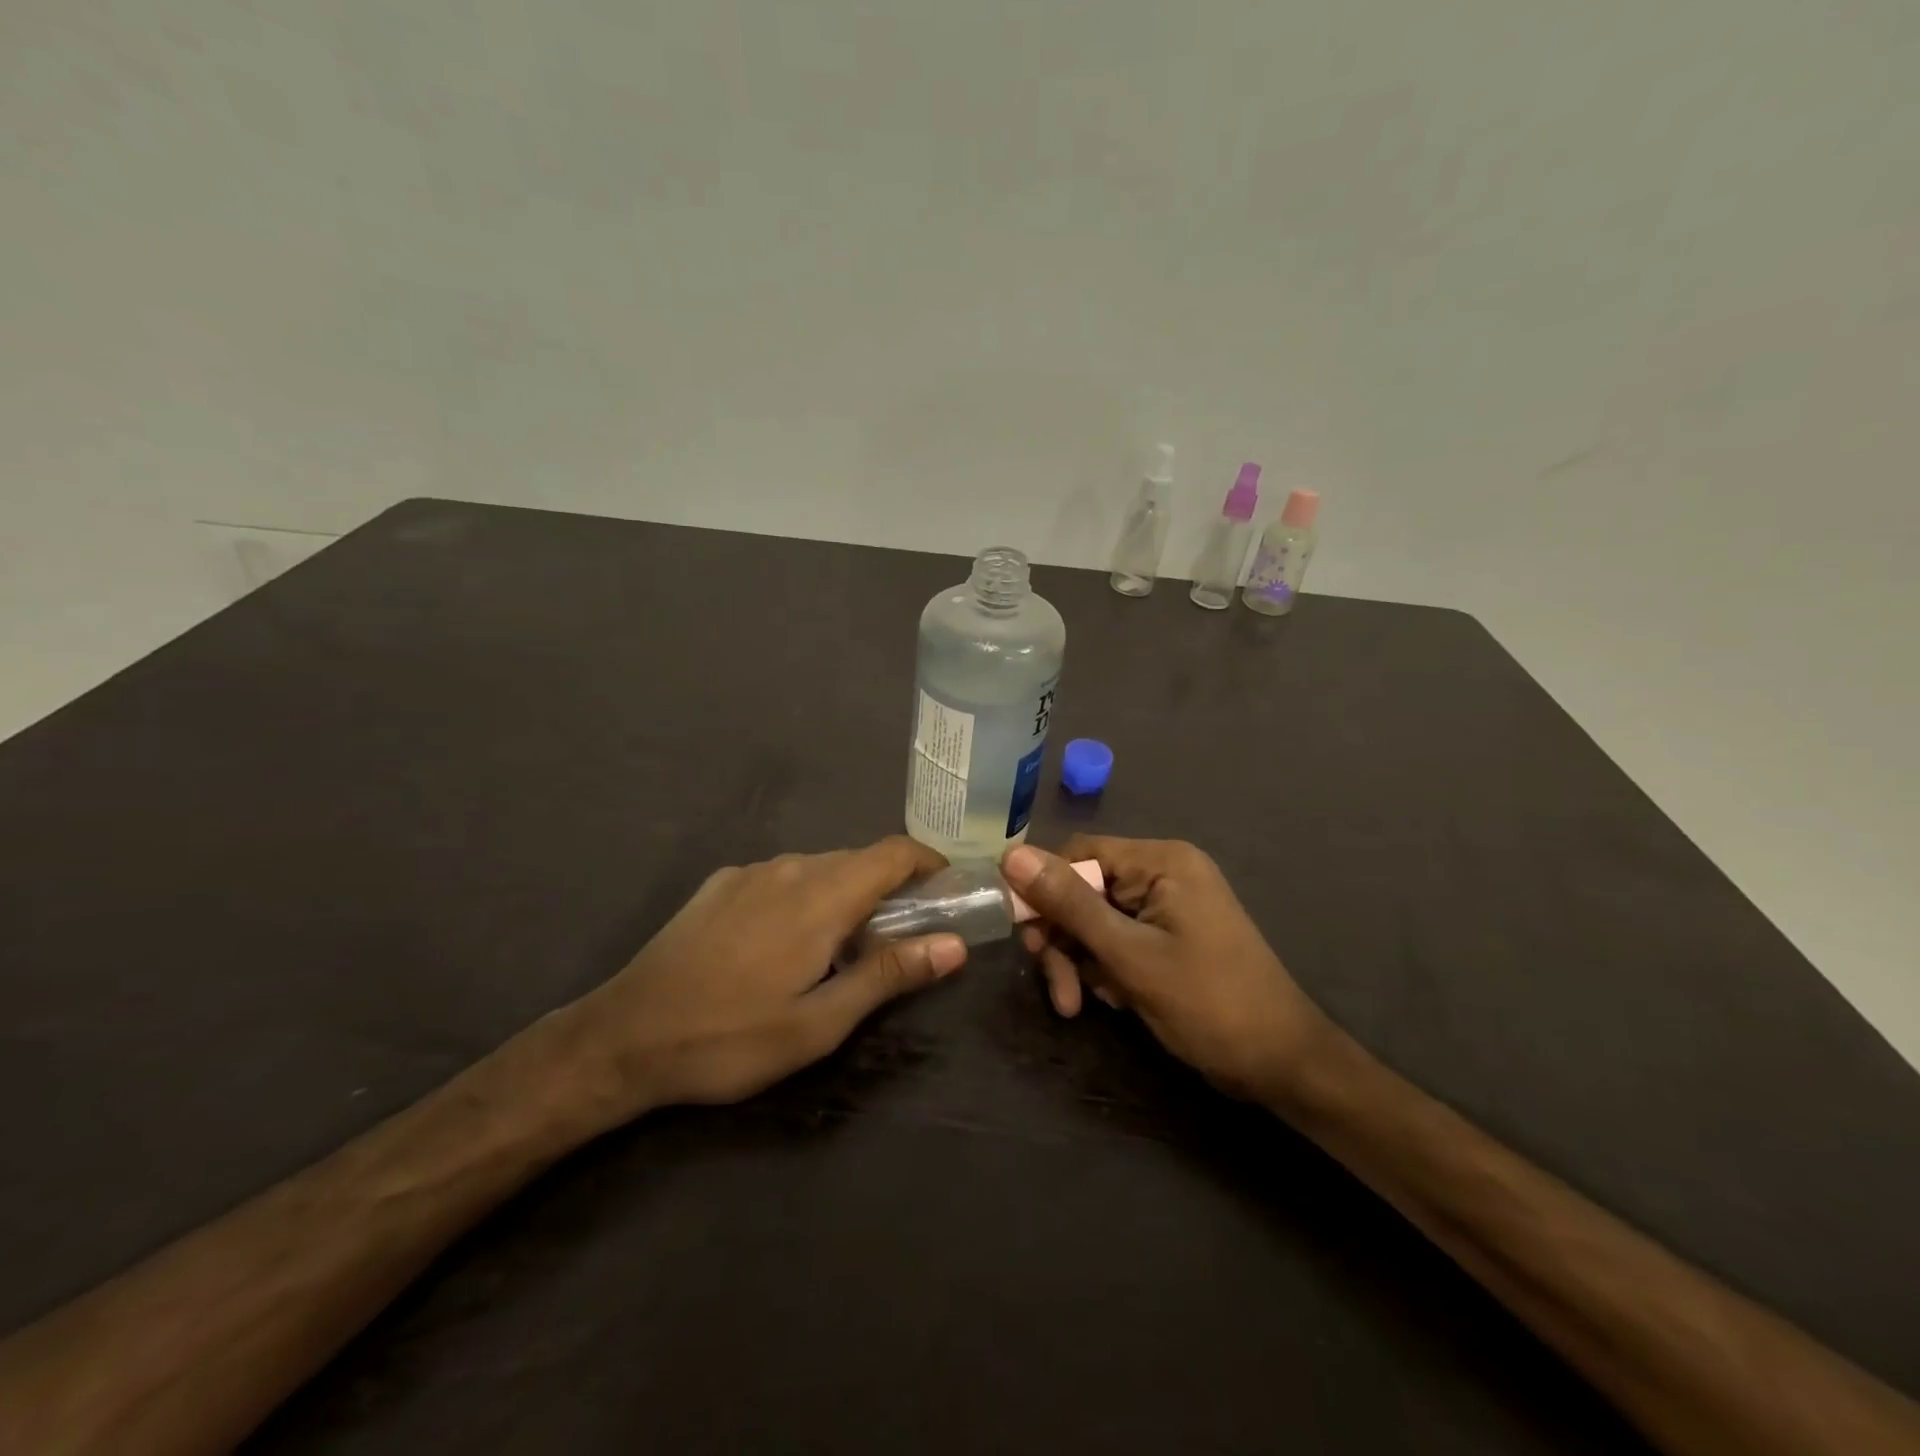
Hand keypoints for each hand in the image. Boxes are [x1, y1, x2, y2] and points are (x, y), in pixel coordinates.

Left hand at [566, 837, 966, 1120]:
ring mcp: (750, 872)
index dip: (928, 863)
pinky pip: (781, 877)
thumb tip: (953, 944)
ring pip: (819, 868)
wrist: (624, 1036)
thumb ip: (889, 975)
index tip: (946, 892)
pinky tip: (784, 944)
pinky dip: (805, 897)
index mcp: (822, 896)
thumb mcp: (820, 1022)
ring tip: (842, 948)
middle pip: (859, 860)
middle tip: (900, 937)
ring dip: (845, 895)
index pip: (893, 852)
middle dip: (890, 888)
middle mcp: (789, 867)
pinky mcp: (720, 884)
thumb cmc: (731, 1037)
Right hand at [1003, 837, 1328, 1105]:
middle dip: (1064, 938)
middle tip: (1056, 987)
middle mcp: (1163, 873)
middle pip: (1084, 890)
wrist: (1282, 1066)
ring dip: (1079, 961)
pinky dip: (1104, 968)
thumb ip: (1069, 904)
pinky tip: (1111, 1001)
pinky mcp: (1168, 936)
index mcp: (1161, 861)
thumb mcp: (1129, 955)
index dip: (1043, 890)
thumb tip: (1010, 855)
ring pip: (1095, 920)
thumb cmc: (1209, 1004)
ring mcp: (1167, 906)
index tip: (1025, 935)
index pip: (1079, 854)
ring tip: (1078, 1006)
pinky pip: (1117, 939)